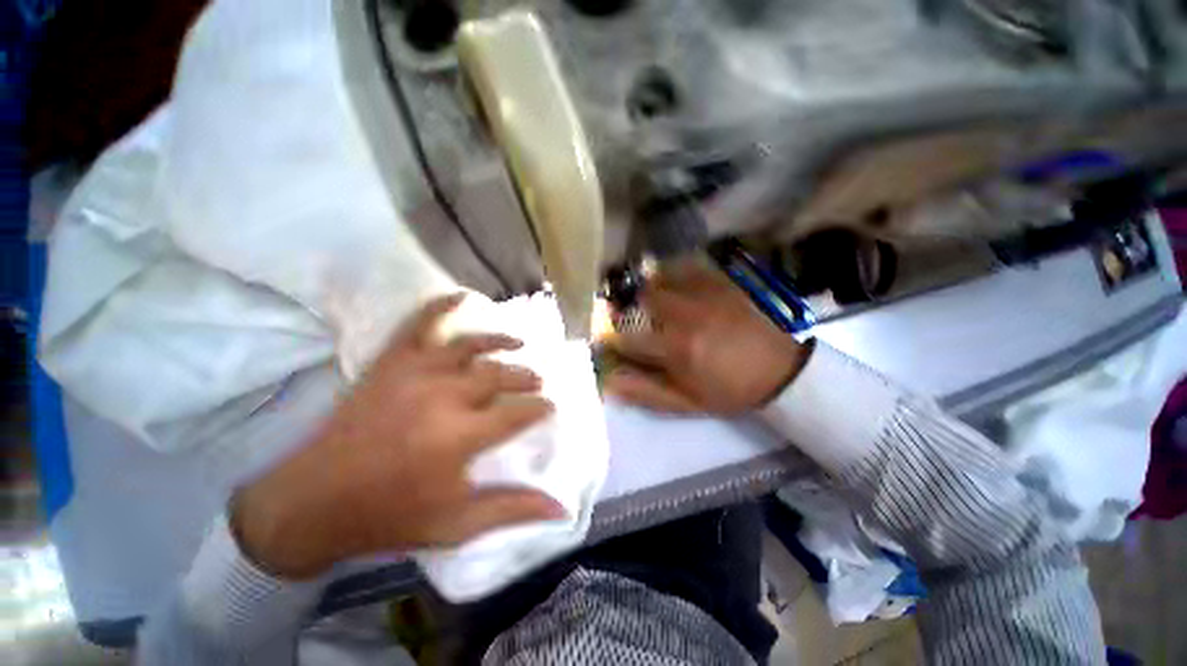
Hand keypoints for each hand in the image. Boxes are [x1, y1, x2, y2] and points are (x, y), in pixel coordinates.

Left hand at [232, 294, 562, 579]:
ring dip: (501, 342)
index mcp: (461, 436)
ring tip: (519, 344)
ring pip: (472, 346)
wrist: (310, 503)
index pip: (519, 411)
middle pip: (501, 375)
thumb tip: (562, 510)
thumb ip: (512, 510)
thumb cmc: (389, 517)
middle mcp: (444, 396)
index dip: (540, 408)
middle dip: (526, 377)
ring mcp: (416, 373)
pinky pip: (420, 324)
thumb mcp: (457, 524)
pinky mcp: (390, 363)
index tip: (549, 408)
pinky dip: (441, 306)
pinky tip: (459, 295)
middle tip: (536, 382)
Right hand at [606, 262, 810, 414]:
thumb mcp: (687, 402)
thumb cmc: (730, 390)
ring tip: (650, 300)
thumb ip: (645, 392)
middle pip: (641, 298)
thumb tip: (609, 382)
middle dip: (628, 307)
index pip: (627, 338)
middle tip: (631, 316)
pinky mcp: (720, 284)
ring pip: (661, 277)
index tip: (608, 341)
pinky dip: (673, 273)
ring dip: (649, 287)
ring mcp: (705, 295)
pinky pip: (687, 268)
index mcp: (676, 348)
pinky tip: (674, 285)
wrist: (780, 371)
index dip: (612, 339)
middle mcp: (686, 315)